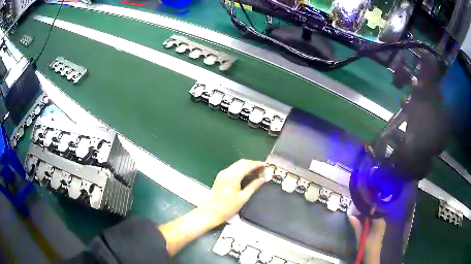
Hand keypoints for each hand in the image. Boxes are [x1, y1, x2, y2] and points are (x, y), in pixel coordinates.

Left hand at [204, 159, 266, 224]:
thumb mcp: (244, 197)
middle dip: (252, 163)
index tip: (265, 165)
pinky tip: (246, 172)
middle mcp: (227, 172)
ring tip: (256, 169)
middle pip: (242, 162)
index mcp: (233, 177)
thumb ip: (254, 186)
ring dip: (246, 165)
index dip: (257, 164)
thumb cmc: (229, 206)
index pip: (247, 166)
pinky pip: (232, 168)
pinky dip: (240, 168)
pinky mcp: (220, 175)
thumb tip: (263, 179)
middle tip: (262, 167)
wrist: (213, 211)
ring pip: (237, 164)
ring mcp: (223, 173)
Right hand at [348, 205, 385, 263]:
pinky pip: (374, 218)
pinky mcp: (379, 226)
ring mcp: (381, 223)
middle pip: (374, 211)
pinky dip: (368, 217)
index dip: (366, 207)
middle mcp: (382, 220)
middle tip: (356, 209)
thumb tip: (350, 215)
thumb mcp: (360, 237)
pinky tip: (362, 218)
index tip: (358, 205)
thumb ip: (357, 226)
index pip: (373, 210)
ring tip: (358, 212)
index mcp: (379, 222)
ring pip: (374, 214)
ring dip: (366, 213)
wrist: (372, 255)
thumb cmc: (367, 246)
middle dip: (365, 209)